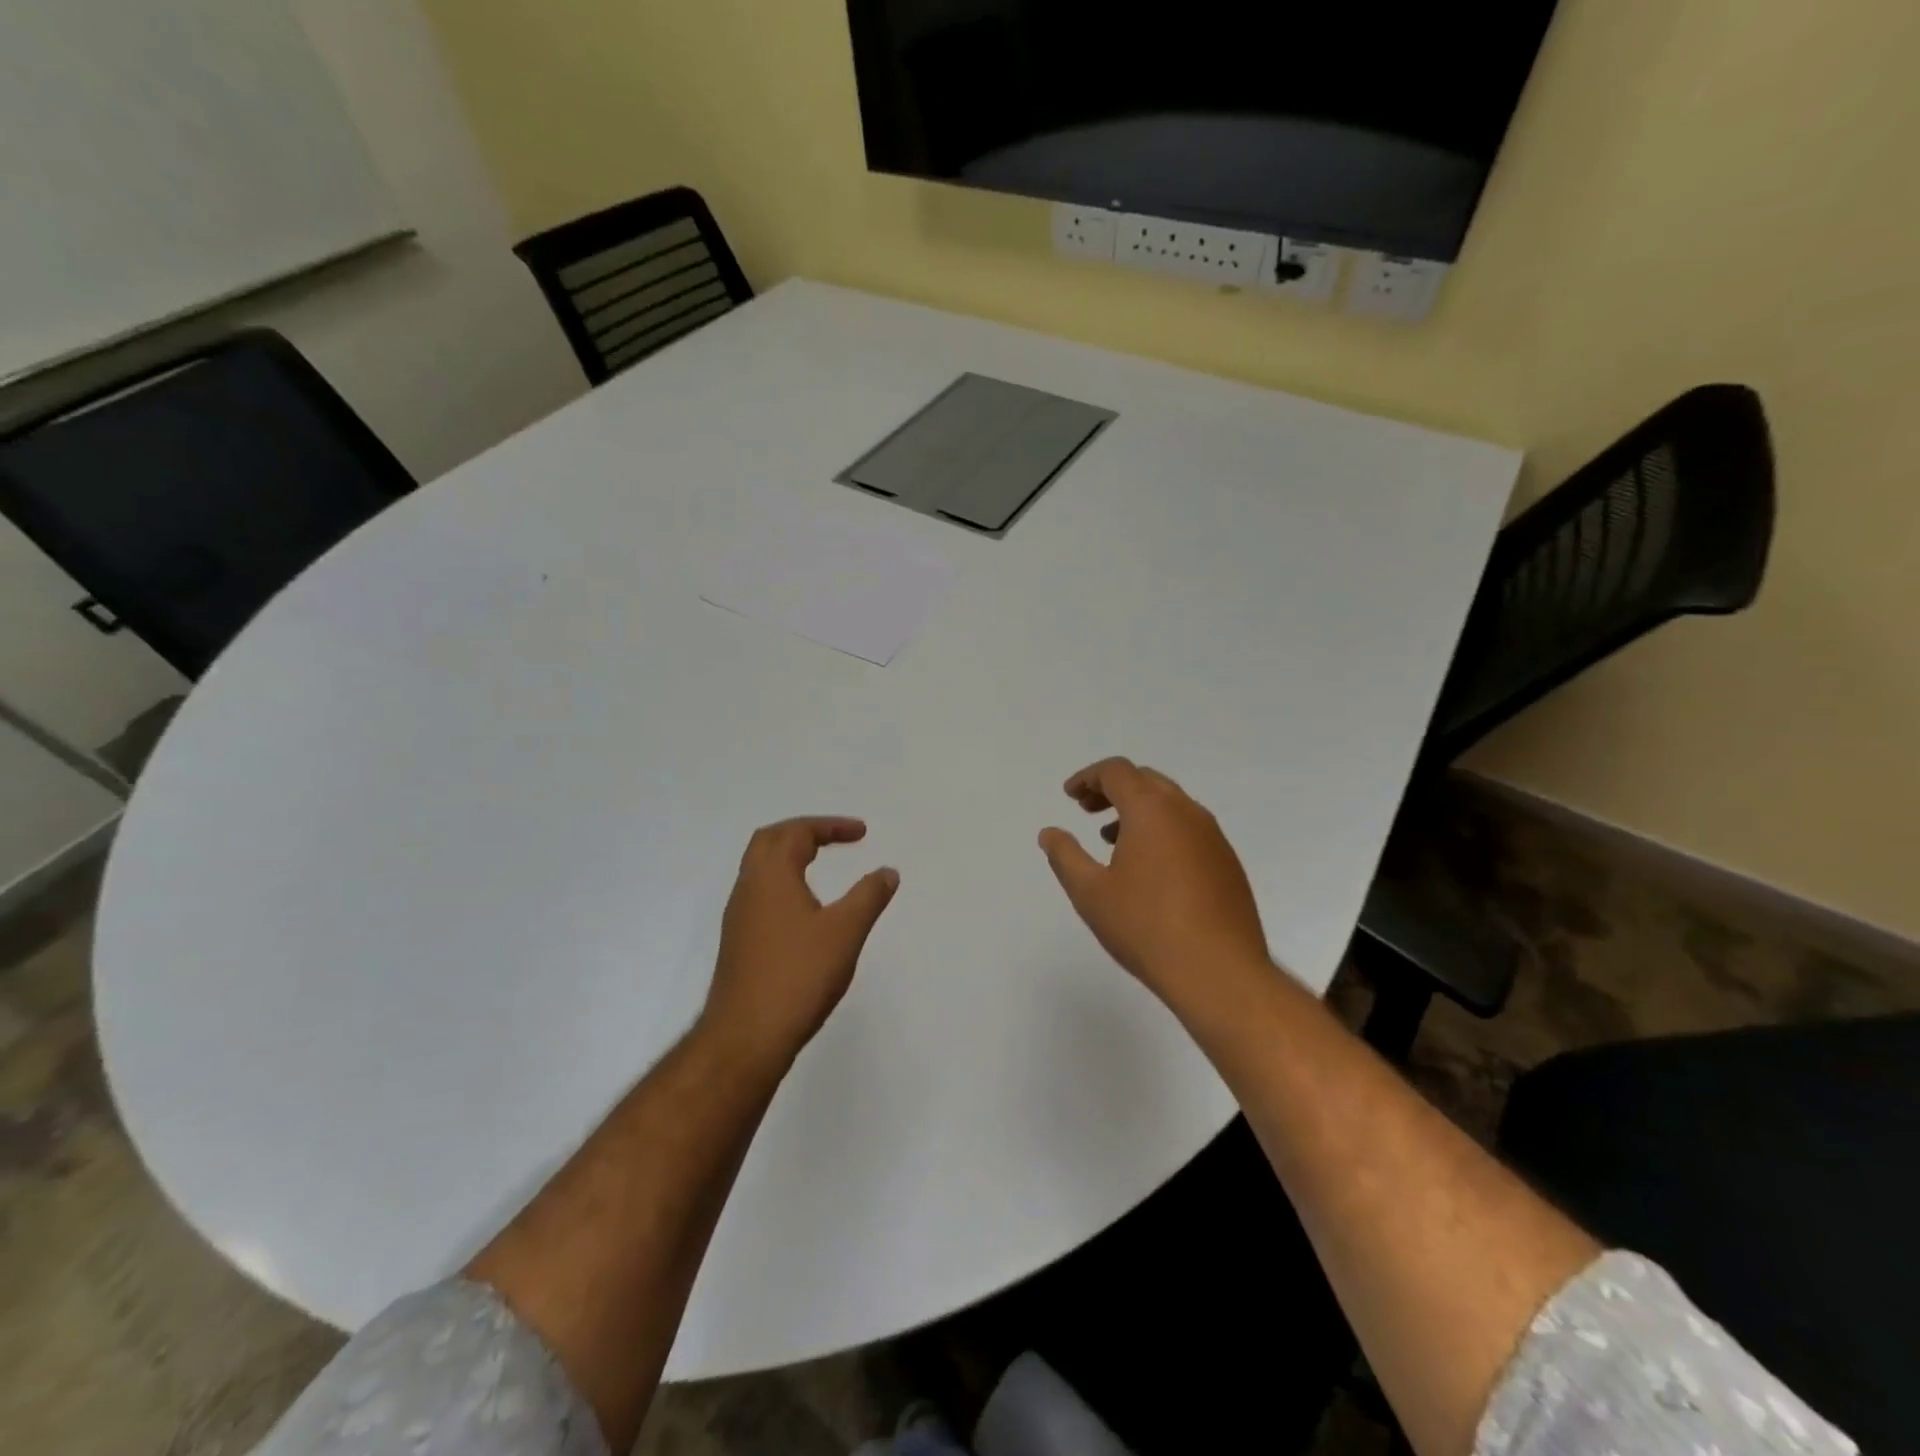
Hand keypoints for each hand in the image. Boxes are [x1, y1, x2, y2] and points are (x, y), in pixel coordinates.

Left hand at [701, 818, 899, 1068]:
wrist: (745, 1037)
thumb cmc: (797, 976)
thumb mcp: (845, 932)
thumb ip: (869, 896)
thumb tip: (887, 871)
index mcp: (771, 876)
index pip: (797, 833)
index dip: (830, 826)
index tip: (861, 833)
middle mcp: (748, 888)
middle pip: (770, 841)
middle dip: (803, 832)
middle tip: (835, 837)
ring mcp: (739, 917)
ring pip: (760, 868)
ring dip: (790, 856)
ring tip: (821, 863)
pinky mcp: (739, 942)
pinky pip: (760, 893)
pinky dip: (783, 882)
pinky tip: (803, 908)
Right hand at [1039, 758, 1270, 1016]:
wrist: (1219, 973)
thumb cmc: (1145, 927)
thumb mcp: (1090, 893)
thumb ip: (1065, 856)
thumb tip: (1050, 833)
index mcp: (1152, 810)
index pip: (1117, 771)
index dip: (1088, 777)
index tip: (1070, 796)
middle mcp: (1186, 812)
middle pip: (1145, 780)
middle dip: (1112, 789)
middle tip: (1086, 810)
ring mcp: (1213, 837)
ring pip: (1170, 804)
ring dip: (1138, 810)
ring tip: (1111, 839)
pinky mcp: (1227, 862)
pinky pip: (1188, 829)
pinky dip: (1162, 830)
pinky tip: (1148, 868)